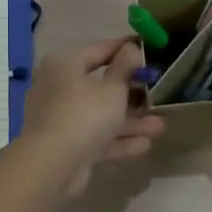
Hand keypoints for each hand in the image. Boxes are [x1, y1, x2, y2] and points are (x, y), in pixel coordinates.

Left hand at [21, 38, 165, 194]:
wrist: (52, 165)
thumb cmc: (84, 115)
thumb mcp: (112, 89)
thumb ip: (125, 68)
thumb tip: (131, 48)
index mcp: (65, 65)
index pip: (98, 50)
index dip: (124, 48)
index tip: (147, 46)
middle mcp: (59, 88)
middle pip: (100, 85)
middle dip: (131, 91)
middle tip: (156, 90)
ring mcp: (61, 118)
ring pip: (101, 114)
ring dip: (130, 120)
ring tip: (160, 126)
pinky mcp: (66, 144)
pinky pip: (96, 136)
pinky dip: (118, 139)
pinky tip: (145, 144)